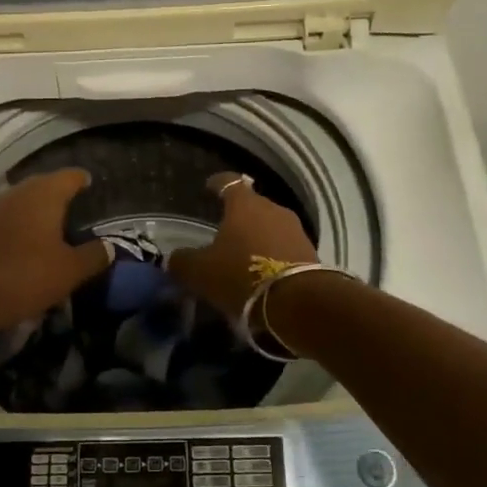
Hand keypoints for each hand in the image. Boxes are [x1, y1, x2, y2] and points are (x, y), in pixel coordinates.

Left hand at [0, 169, 111, 338]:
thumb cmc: (25, 275)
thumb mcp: (70, 270)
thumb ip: (94, 256)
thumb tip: (110, 246)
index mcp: (45, 193)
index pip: (71, 176)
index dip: (85, 182)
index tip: (94, 190)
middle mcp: (20, 191)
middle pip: (46, 186)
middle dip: (62, 197)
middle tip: (79, 214)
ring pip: (25, 202)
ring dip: (40, 212)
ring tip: (56, 230)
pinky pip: (9, 218)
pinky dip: (22, 226)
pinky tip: (29, 244)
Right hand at [166, 172, 317, 318]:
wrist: (298, 303)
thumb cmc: (242, 275)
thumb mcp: (200, 272)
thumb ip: (183, 262)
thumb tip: (175, 259)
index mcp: (244, 205)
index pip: (229, 182)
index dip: (217, 183)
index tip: (209, 186)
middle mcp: (273, 209)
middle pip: (253, 206)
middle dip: (239, 216)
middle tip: (224, 230)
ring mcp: (295, 230)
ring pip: (270, 227)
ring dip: (258, 237)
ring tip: (244, 255)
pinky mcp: (311, 253)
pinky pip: (285, 248)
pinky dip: (273, 256)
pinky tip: (263, 273)